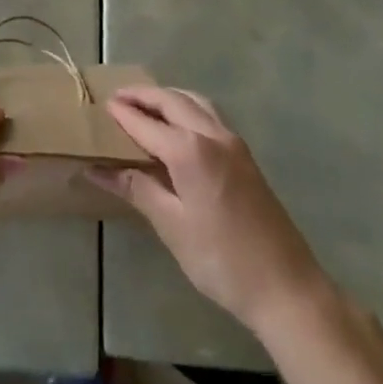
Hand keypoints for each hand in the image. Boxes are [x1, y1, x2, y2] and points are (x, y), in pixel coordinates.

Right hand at [90, 86, 326, 337]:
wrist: (286, 287)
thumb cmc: (222, 260)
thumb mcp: (172, 226)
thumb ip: (136, 188)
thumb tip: (96, 169)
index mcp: (190, 150)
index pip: (146, 123)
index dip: (122, 114)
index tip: (100, 105)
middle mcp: (212, 134)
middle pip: (172, 101)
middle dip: (143, 95)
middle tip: (116, 97)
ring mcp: (233, 143)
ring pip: (195, 102)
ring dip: (167, 97)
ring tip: (144, 104)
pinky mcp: (245, 156)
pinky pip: (209, 115)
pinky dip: (187, 107)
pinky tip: (178, 125)